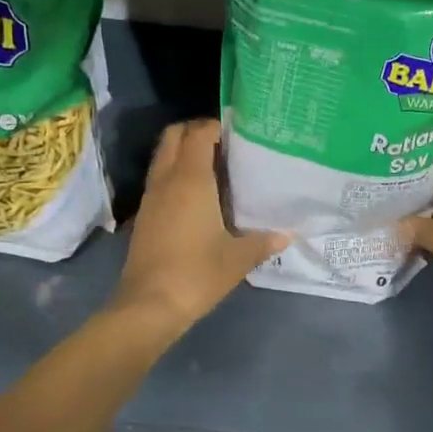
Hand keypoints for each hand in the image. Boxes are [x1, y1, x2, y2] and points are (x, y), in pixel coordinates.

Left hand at [113, 120, 287, 335]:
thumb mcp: (238, 258)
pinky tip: (199, 196)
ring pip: (163, 156)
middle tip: (226, 145)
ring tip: (217, 167)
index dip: (217, 125)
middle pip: (174, 136)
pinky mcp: (145, 215)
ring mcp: (151, 197)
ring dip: (184, 152)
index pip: (199, 133)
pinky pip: (160, 179)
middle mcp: (166, 180)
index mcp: (190, 180)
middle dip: (196, 131)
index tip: (240, 132)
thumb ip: (264, 241)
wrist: (148, 306)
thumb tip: (287, 235)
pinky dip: (176, 174)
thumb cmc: (196, 274)